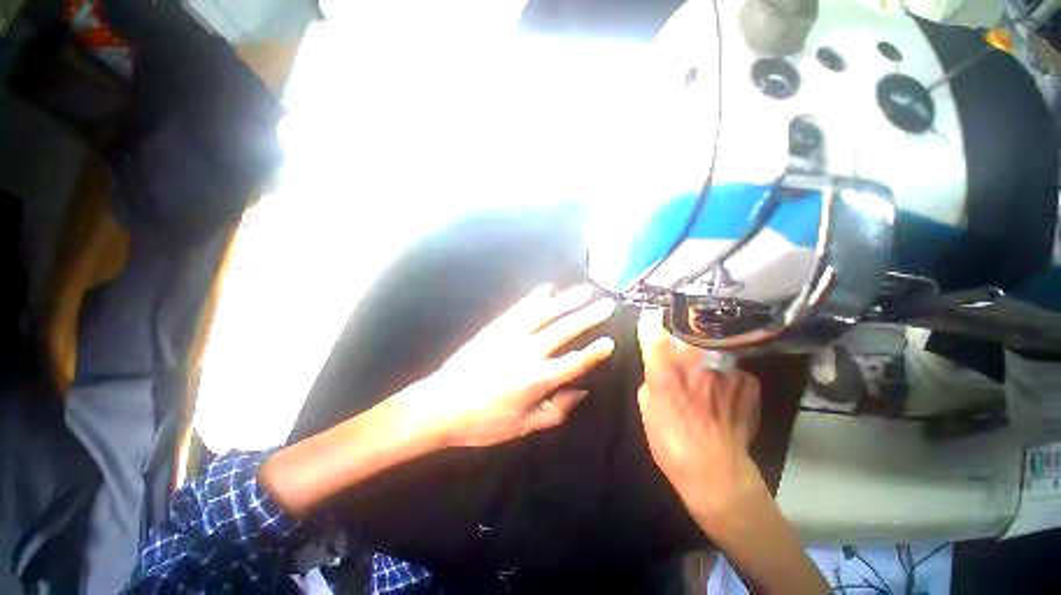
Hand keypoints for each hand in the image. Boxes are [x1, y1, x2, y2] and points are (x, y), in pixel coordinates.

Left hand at [411, 283, 616, 447]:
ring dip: (566, 301)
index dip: (594, 353)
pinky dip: (534, 298)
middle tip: (607, 304)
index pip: (573, 363)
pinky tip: (546, 289)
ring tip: (584, 290)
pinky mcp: (495, 328)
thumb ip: (555, 411)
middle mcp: (527, 352)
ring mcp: (510, 336)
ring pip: (544, 314)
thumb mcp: (521, 427)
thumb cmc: (482, 423)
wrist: (439, 405)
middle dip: (587, 317)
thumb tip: (580, 392)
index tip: (609, 341)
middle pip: (563, 331)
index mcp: (536, 380)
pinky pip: (519, 309)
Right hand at [636, 309, 762, 517]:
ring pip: (712, 347)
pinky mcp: (748, 381)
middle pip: (687, 328)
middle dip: (681, 329)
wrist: (717, 473)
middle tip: (680, 339)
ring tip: (706, 372)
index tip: (651, 316)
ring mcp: (726, 369)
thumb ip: (650, 380)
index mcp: (665, 368)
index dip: (650, 319)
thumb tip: (657, 369)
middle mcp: (695, 361)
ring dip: (706, 354)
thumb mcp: (646, 409)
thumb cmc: (671, 442)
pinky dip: (727, 374)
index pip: (653, 328)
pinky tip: (725, 392)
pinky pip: (732, 368)